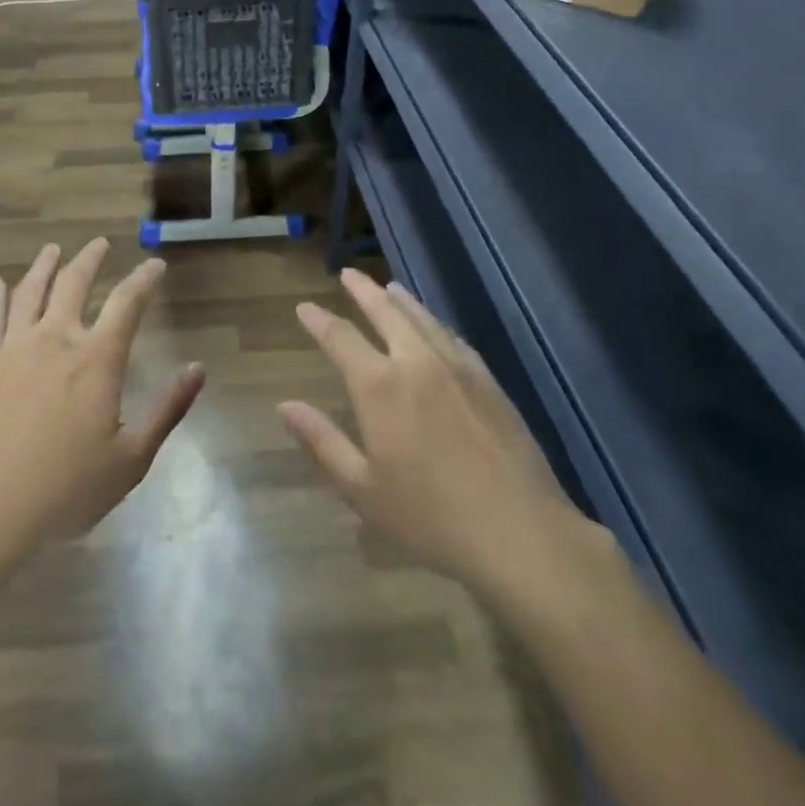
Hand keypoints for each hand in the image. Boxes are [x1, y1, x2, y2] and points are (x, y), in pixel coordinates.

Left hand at [0, 239, 204, 567]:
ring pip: (31, 291)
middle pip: (74, 283)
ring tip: (53, 250)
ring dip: (45, 266)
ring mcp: (14, 347)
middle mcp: (56, 339)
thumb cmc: (64, 490)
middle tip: (99, 244)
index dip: (144, 278)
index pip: (127, 302)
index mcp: (96, 360)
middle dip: (90, 259)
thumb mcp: (131, 460)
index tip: (155, 264)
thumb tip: (198, 369)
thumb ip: (167, 410)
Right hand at [280, 269, 598, 601]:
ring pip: (423, 319)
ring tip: (389, 287)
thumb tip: (285, 406)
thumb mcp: (362, 488)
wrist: (519, 531)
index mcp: (379, 385)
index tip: (305, 307)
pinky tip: (436, 328)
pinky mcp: (488, 382)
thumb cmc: (429, 516)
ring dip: (402, 300)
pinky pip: (454, 339)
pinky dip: (435, 324)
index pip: (341, 338)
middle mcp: (416, 362)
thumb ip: (322, 441)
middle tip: (348, 274)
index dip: (320, 320)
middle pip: (386, 312)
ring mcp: (457, 368)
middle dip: (364, 291)